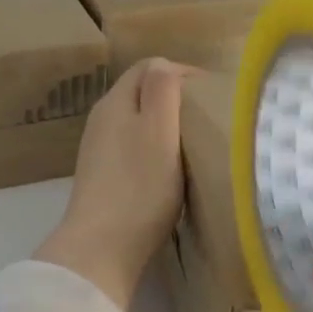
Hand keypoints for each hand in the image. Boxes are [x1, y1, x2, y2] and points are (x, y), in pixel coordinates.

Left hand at [33, 59, 190, 311]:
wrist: (102, 247)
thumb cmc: (139, 186)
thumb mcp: (159, 130)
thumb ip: (162, 90)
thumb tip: (164, 64)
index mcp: (116, 102)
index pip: (149, 67)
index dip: (182, 72)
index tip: (212, 93)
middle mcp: (102, 120)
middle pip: (141, 93)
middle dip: (176, 98)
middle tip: (208, 117)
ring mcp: (99, 150)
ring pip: (137, 122)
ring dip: (166, 126)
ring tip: (195, 143)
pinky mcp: (103, 178)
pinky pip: (133, 149)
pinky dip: (155, 150)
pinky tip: (171, 171)